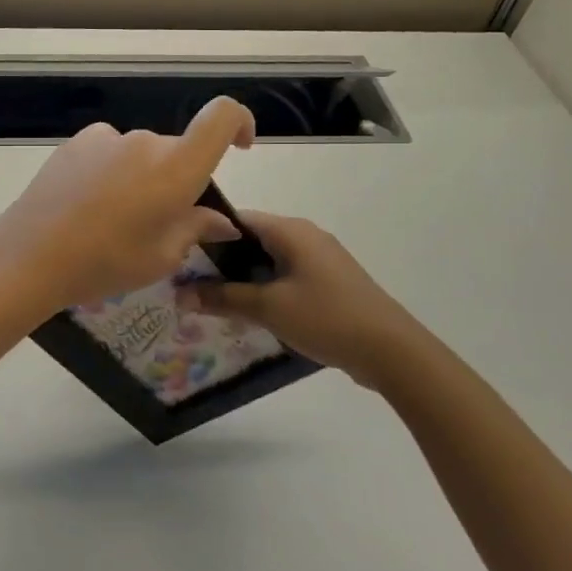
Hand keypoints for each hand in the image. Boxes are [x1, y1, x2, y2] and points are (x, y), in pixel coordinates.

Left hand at [0, 97, 255, 309]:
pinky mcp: (78, 142)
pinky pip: (110, 151)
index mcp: (177, 168)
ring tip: (115, 219)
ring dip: (142, 177)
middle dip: (178, 179)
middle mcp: (146, 142)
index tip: (240, 147)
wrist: (31, 255)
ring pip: (142, 153)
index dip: (240, 123)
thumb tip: (221, 221)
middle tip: (158, 223)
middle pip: (178, 150)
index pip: (222, 116)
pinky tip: (89, 202)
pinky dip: (112, 170)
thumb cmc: (105, 262)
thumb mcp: (161, 257)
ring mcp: (108, 138)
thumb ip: (196, 229)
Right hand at [179, 212, 420, 386]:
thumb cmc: (326, 318)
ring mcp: (320, 260)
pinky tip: (249, 312)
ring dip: (242, 278)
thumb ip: (223, 298)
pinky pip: (286, 277)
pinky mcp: (329, 283)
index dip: (206, 235)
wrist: (392, 351)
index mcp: (290, 230)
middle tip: (189, 283)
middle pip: (251, 240)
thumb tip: (179, 294)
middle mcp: (305, 236)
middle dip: (221, 261)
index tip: (179, 257)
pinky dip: (264, 289)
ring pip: (268, 260)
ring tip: (212, 300)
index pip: (236, 219)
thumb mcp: (268, 308)